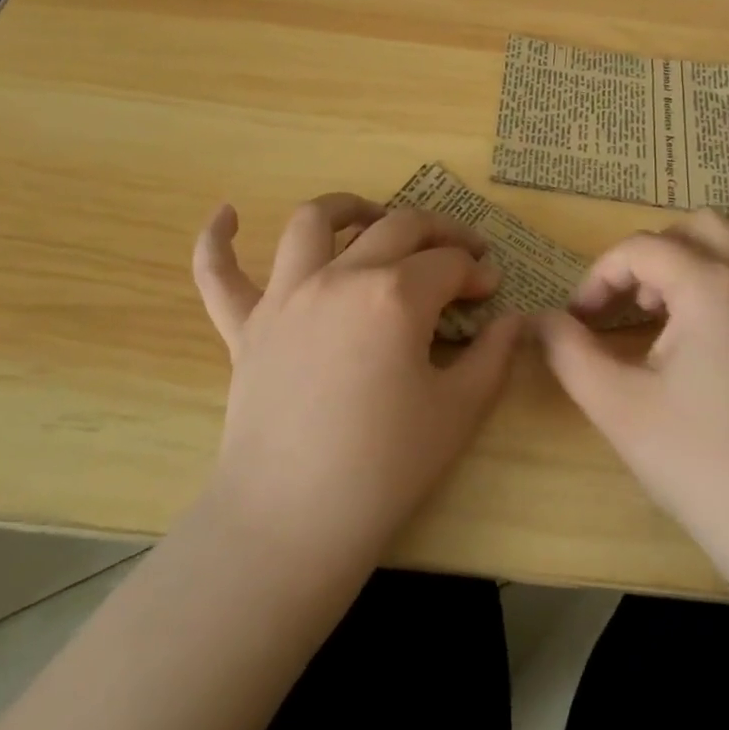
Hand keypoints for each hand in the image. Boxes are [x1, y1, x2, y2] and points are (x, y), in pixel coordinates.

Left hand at [192, 195, 521, 581]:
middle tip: (459, 251)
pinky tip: (226, 214)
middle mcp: (339, 277)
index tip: (491, 290)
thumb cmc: (385, 468)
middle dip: (438, 231)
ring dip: (347, 208)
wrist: (293, 522)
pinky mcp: (245, 326)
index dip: (477, 271)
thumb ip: (493, 355)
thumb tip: (511, 320)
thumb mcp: (459, 411)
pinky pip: (219, 274)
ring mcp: (285, 296)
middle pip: (396, 227)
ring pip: (312, 223)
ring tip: (370, 215)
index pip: (448, 264)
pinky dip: (217, 241)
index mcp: (395, 296)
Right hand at [535, 210, 728, 600]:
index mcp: (710, 284)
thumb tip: (540, 321)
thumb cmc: (700, 462)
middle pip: (695, 227)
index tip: (578, 320)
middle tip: (627, 308)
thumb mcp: (616, 406)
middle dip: (651, 255)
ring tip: (672, 307)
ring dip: (698, 257)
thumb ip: (568, 352)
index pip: (641, 248)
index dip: (599, 277)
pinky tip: (721, 322)